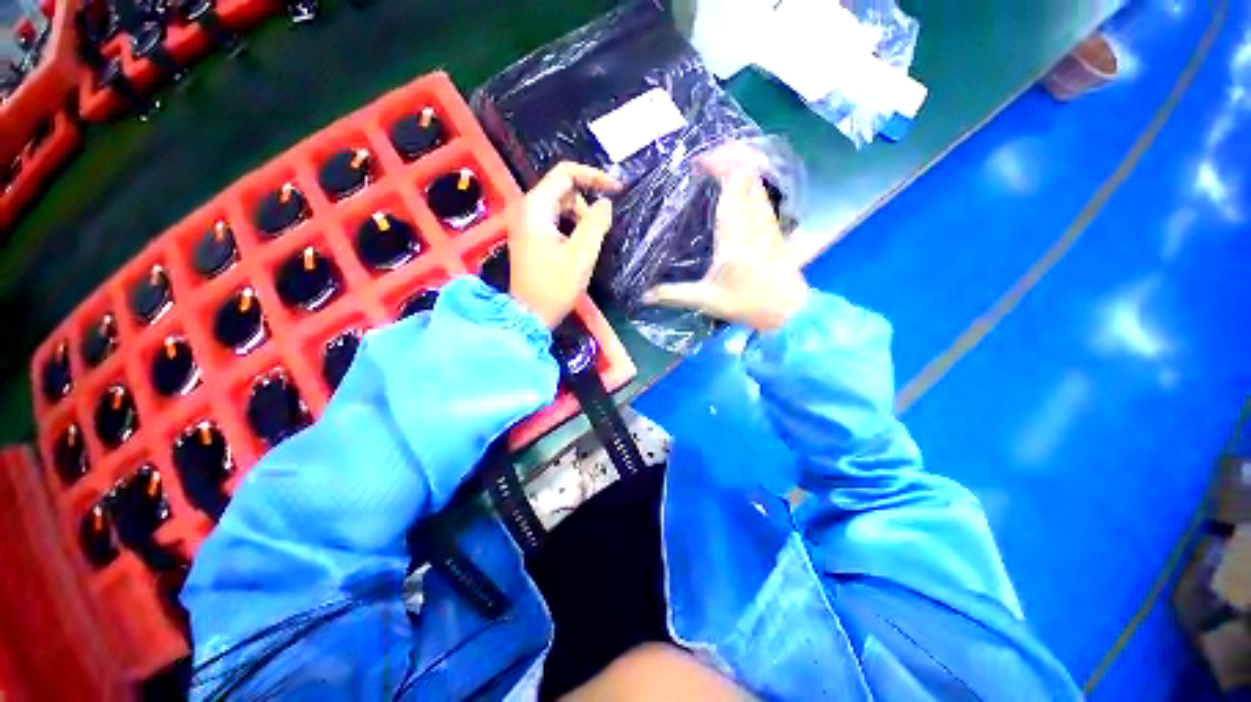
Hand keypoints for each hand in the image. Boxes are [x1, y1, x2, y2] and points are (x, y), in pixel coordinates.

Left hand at [509, 162, 621, 328]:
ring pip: (560, 207)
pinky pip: (554, 221)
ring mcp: (526, 224)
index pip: (565, 173)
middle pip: (563, 190)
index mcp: (535, 207)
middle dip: (586, 205)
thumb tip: (605, 203)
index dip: (594, 176)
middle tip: (600, 231)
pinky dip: (570, 228)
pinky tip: (579, 247)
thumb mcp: (582, 255)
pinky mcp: (529, 238)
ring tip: (590, 244)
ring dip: (580, 219)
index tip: (617, 190)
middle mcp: (526, 209)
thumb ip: (596, 223)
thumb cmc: (555, 286)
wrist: (529, 315)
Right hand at [642, 170, 808, 330]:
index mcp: (735, 232)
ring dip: (738, 168)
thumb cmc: (746, 303)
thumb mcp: (705, 299)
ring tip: (715, 170)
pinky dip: (747, 182)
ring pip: (756, 180)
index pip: (732, 181)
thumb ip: (672, 294)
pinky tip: (734, 191)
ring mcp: (766, 220)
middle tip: (702, 163)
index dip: (717, 163)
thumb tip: (643, 296)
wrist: (787, 310)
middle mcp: (753, 218)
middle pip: (747, 172)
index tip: (696, 164)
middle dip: (727, 157)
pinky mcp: (772, 227)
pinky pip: (760, 193)